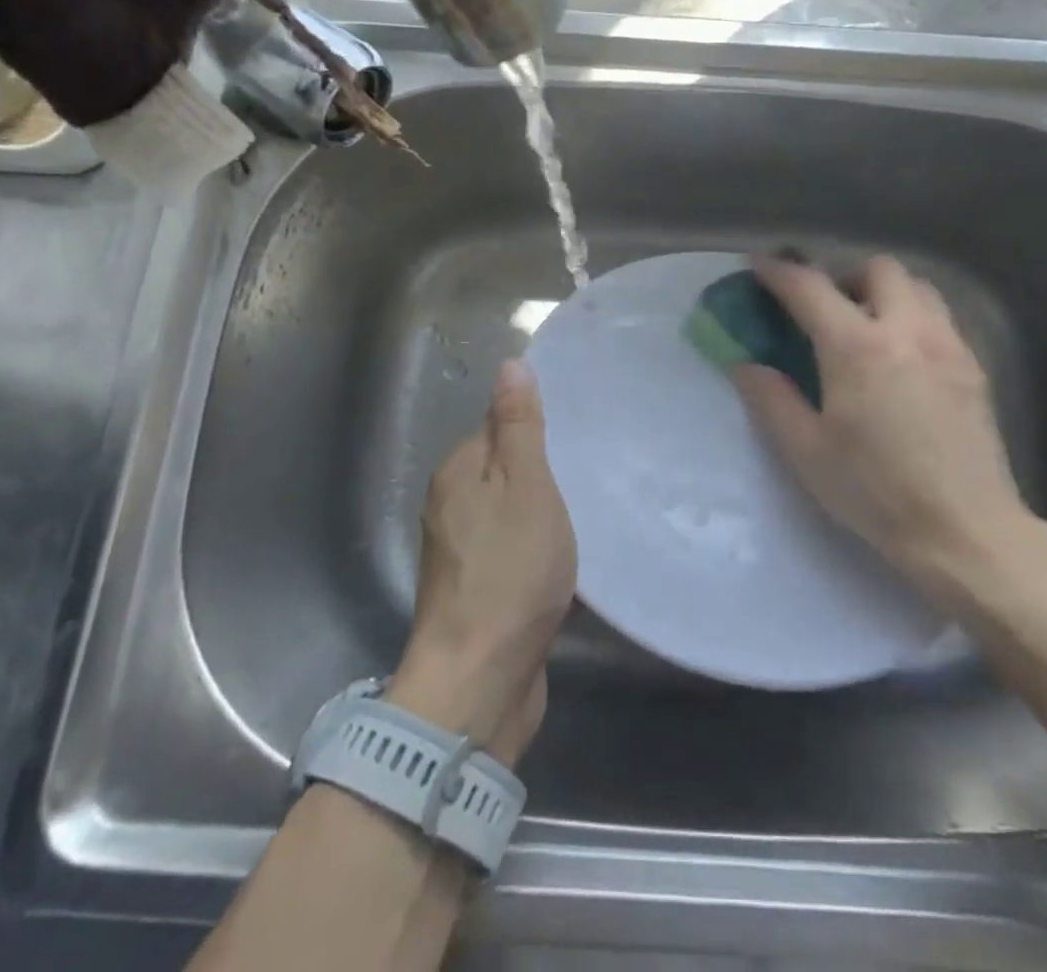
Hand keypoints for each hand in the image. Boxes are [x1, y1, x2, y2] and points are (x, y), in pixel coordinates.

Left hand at [389, 361, 575, 762]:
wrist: (479, 683)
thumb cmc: (509, 573)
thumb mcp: (525, 486)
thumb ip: (519, 427)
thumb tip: (510, 364)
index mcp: (459, 473)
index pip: (499, 425)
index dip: (537, 424)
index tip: (580, 431)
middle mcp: (452, 506)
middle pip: (504, 468)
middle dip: (544, 467)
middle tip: (595, 467)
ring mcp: (462, 553)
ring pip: (511, 510)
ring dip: (544, 509)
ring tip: (592, 507)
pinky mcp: (479, 591)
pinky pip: (514, 548)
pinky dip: (539, 545)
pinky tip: (569, 554)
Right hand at [733, 254, 1041, 609]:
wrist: (965, 531)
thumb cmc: (875, 492)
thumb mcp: (806, 451)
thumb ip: (771, 398)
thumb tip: (743, 363)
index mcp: (856, 347)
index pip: (809, 287)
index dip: (778, 271)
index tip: (759, 266)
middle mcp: (906, 329)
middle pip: (876, 268)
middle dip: (843, 275)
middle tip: (825, 309)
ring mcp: (947, 344)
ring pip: (917, 285)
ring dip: (884, 291)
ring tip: (866, 327)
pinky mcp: (973, 366)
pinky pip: (941, 316)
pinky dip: (913, 316)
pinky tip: (903, 358)